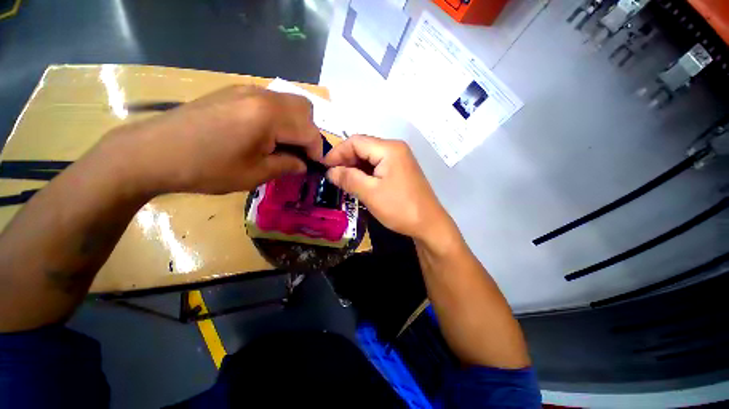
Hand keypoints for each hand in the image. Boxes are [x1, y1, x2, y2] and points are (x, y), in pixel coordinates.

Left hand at [92, 85, 321, 194]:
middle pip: (304, 109)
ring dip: (295, 124)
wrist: (152, 152)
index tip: (315, 167)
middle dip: (309, 133)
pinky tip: (264, 135)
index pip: (310, 131)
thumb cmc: (206, 168)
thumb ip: (287, 166)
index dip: (317, 151)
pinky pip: (270, 101)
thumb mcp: (255, 174)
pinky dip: (278, 118)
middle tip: (299, 153)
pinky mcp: (233, 92)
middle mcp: (262, 96)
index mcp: (269, 116)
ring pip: (288, 102)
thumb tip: (303, 164)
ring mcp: (246, 90)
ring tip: (283, 146)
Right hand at [324, 135, 451, 240]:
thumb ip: (348, 178)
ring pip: (370, 158)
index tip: (324, 168)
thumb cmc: (400, 208)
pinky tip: (358, 183)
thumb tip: (330, 171)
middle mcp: (395, 148)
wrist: (429, 224)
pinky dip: (365, 173)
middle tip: (333, 177)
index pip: (356, 141)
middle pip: (363, 147)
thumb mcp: (370, 193)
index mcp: (389, 148)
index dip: (337, 153)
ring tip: (342, 182)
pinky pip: (378, 166)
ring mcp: (399, 159)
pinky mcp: (400, 170)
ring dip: (354, 168)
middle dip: (346, 160)